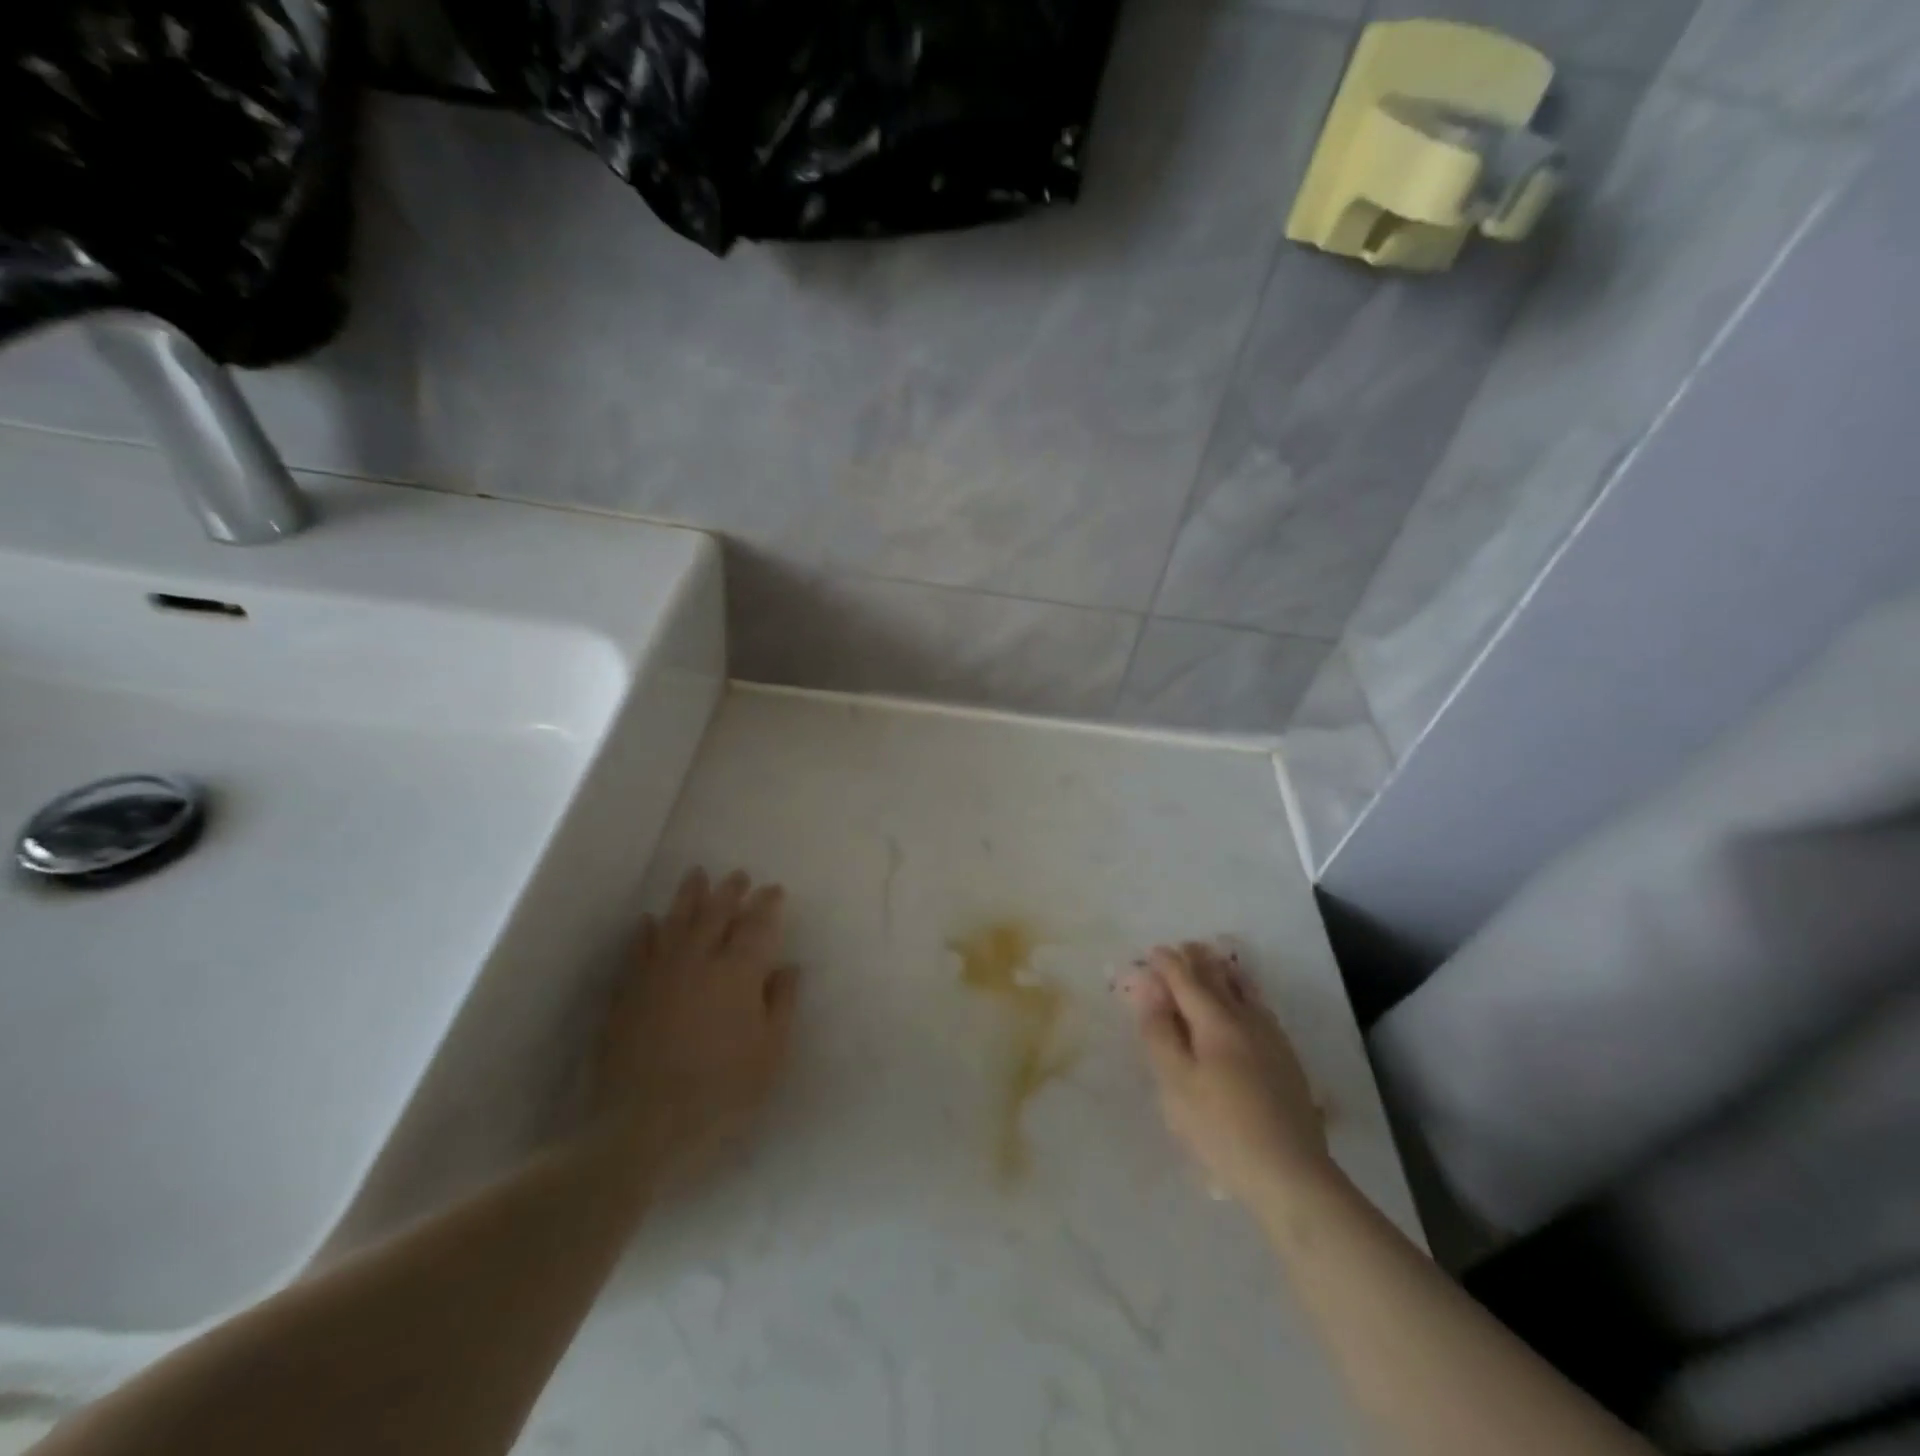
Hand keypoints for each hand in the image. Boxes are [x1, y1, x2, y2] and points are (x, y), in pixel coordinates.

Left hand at [592, 867, 798, 1186]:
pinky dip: (646, 931)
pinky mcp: (627, 993)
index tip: (774, 890)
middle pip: (715, 914)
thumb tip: (788, 966)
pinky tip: (649, 921)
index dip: (767, 904)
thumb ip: (781, 1004)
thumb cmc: (721, 1093)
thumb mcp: (770, 1054)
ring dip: (689, 897)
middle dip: (729, 891)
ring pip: (675, 922)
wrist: (643, 1127)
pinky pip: (637, 950)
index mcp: (738, 974)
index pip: (757, 926)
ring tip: (697, 876)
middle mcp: (698, 962)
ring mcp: (658, 975)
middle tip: (738, 876)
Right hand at [1118, 942, 1331, 1205]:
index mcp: (1216, 1021)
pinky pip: (1260, 1009)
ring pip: (1245, 991)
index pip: (1187, 980)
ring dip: (1225, 973)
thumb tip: (1147, 986)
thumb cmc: (1220, 1128)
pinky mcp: (1287, 1060)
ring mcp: (1272, 1039)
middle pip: (1219, 979)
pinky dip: (1245, 994)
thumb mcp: (1175, 1082)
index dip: (1168, 964)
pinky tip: (1247, 1005)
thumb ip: (1159, 1031)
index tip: (1152, 951)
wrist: (1292, 1175)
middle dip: (1197, 961)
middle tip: (1182, 947)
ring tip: (1214, 962)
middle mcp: (1246, 1019)